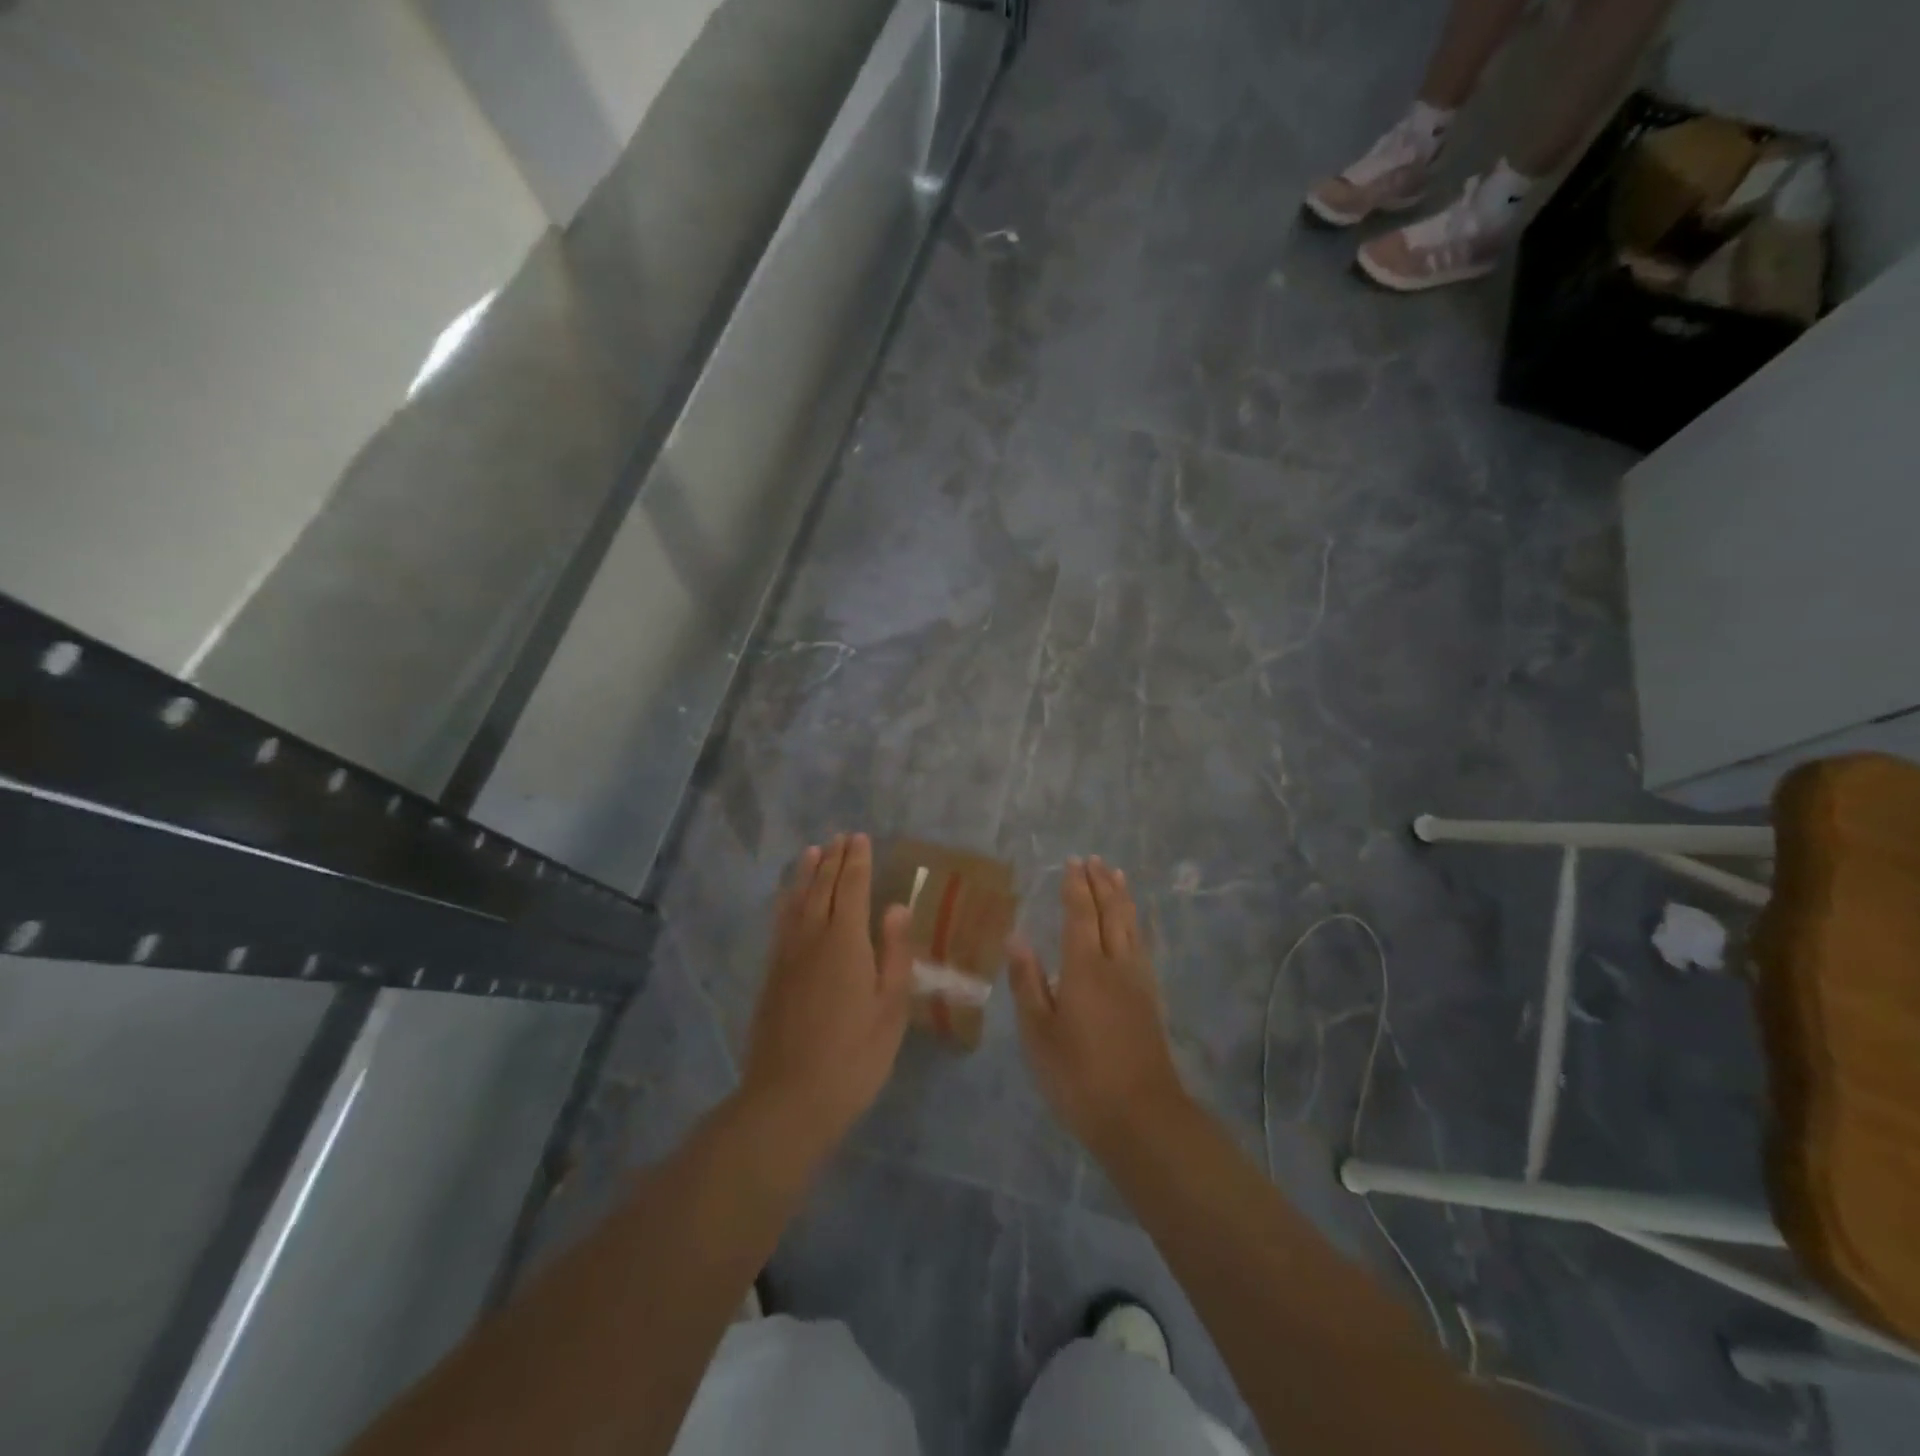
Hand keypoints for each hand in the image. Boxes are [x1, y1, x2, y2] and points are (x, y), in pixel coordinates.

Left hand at [742, 834, 912, 1156]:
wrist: (789, 1099)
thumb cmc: (854, 1056)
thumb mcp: (890, 1008)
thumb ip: (894, 952)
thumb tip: (897, 906)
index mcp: (846, 941)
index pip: (851, 887)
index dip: (857, 861)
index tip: (861, 838)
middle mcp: (812, 937)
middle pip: (822, 887)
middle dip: (833, 860)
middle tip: (841, 837)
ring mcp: (787, 955)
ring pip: (797, 900)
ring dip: (807, 873)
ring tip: (813, 851)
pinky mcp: (771, 974)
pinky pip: (780, 922)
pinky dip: (787, 900)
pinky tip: (789, 897)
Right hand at [1009, 856, 1187, 1156]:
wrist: (1141, 1117)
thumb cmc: (1079, 1076)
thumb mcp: (1038, 1033)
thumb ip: (1028, 982)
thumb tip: (1016, 936)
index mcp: (1084, 968)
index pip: (1080, 914)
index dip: (1075, 887)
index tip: (1072, 862)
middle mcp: (1116, 965)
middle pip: (1111, 913)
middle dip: (1102, 884)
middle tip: (1095, 860)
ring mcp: (1139, 982)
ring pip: (1132, 927)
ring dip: (1123, 898)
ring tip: (1118, 877)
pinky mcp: (1151, 1000)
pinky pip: (1142, 945)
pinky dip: (1135, 924)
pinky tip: (1134, 927)